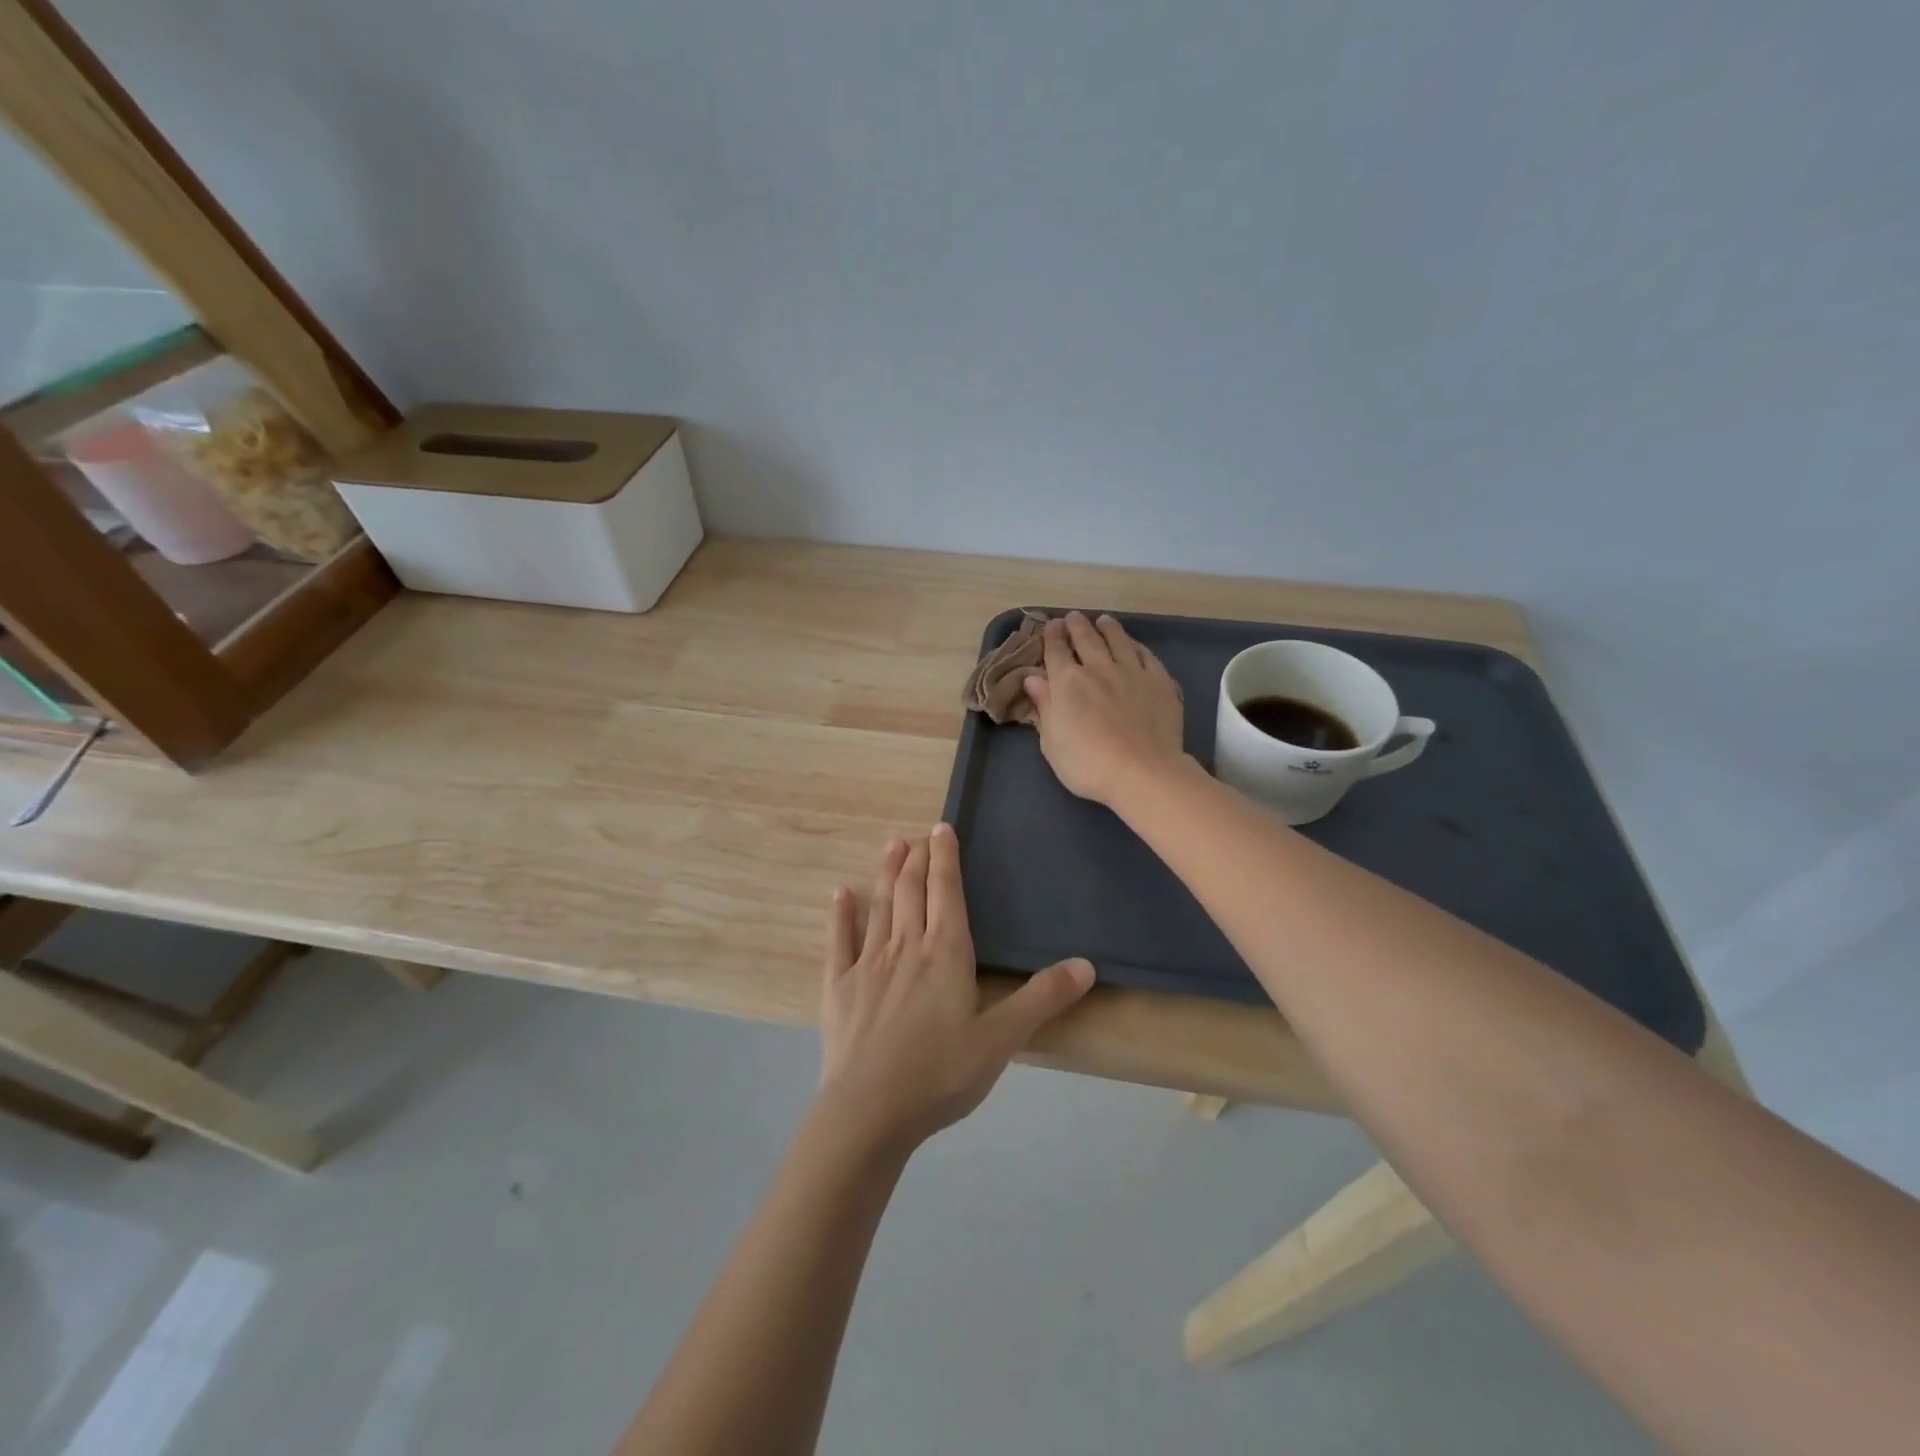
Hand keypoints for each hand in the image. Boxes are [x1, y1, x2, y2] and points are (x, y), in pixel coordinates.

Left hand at [817, 827, 1094, 1154]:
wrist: (869, 1111)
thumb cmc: (940, 1074)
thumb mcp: (1001, 1039)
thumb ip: (1042, 999)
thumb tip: (1086, 964)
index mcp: (945, 954)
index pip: (948, 893)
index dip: (946, 858)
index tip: (942, 829)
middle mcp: (905, 947)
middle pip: (912, 892)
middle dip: (917, 860)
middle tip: (917, 834)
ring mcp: (867, 965)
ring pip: (879, 907)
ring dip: (887, 874)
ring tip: (891, 846)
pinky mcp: (838, 988)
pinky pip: (839, 941)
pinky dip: (840, 915)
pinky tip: (839, 894)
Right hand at [1022, 612, 1186, 805]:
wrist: (1142, 772)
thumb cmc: (1087, 764)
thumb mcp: (1052, 742)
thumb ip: (1044, 707)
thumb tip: (1033, 679)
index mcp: (1067, 682)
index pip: (1056, 651)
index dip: (1052, 636)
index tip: (1052, 625)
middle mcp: (1099, 668)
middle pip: (1087, 639)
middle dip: (1077, 626)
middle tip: (1074, 617)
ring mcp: (1132, 672)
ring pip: (1118, 641)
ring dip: (1108, 629)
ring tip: (1104, 621)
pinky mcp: (1159, 682)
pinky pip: (1147, 656)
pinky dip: (1137, 647)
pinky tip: (1135, 646)